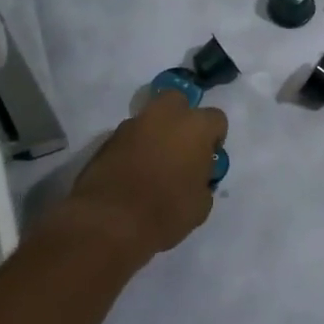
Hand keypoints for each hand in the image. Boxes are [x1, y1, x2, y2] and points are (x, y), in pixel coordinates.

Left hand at [68, 91, 226, 259]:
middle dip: (182, 118)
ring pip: (150, 118)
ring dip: (155, 133)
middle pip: (178, 101)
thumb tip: (197, 176)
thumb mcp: (201, 204)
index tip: (208, 159)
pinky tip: (133, 173)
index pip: (216, 118)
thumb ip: (203, 180)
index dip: (215, 138)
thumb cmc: (166, 212)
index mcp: (195, 127)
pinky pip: (129, 137)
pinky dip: (134, 148)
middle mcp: (164, 116)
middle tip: (181, 148)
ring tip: (154, 164)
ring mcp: (132, 125)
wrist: (110, 222)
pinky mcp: (107, 140)